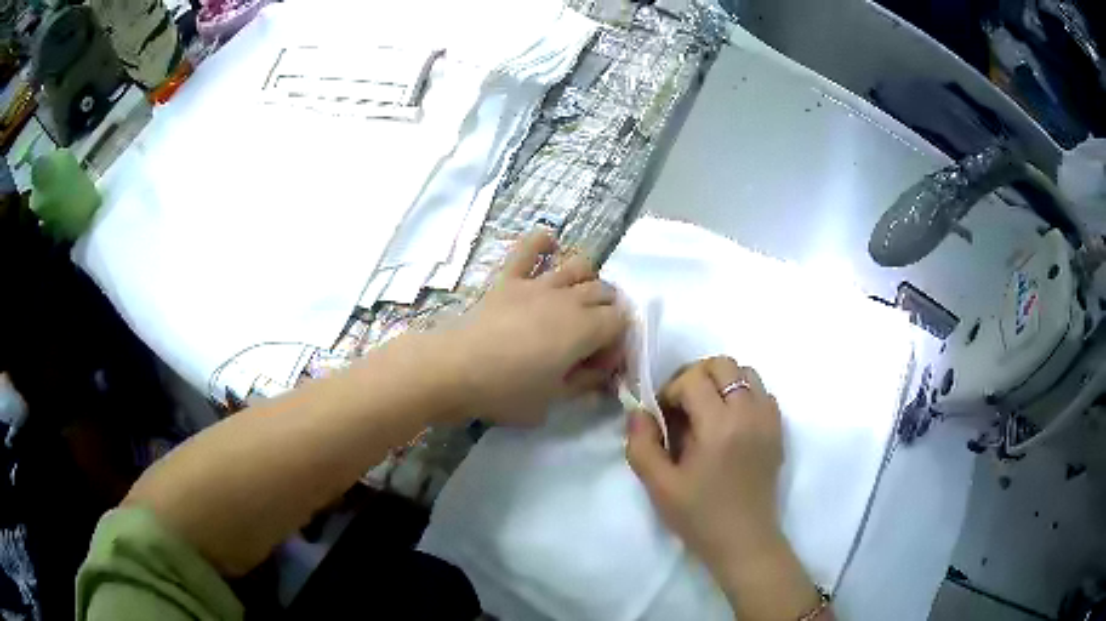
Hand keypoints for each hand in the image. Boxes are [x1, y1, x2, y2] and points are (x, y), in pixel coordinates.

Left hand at [440, 231, 627, 424]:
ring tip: (578, 301)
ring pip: (579, 266)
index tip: (599, 364)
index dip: (617, 342)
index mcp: (585, 329)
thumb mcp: (553, 400)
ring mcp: (539, 284)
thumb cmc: (507, 391)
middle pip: (605, 292)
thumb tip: (603, 377)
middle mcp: (569, 299)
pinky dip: (541, 242)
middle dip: (608, 312)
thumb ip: (584, 385)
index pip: (620, 322)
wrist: (455, 369)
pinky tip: (550, 245)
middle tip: (592, 338)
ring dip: (588, 280)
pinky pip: (529, 249)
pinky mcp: (510, 279)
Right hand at [626, 356, 782, 571]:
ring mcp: (768, 420)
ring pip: (746, 372)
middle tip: (682, 407)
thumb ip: (642, 444)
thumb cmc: (699, 516)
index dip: (671, 391)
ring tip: (707, 412)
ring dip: (722, 382)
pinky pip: (763, 393)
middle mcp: (749, 413)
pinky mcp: (778, 430)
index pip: (693, 378)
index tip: (663, 417)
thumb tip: (638, 411)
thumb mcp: (659, 486)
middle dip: (696, 376)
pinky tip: (730, 424)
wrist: (743, 541)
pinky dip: (744, 396)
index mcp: (719, 426)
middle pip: (723, 364)